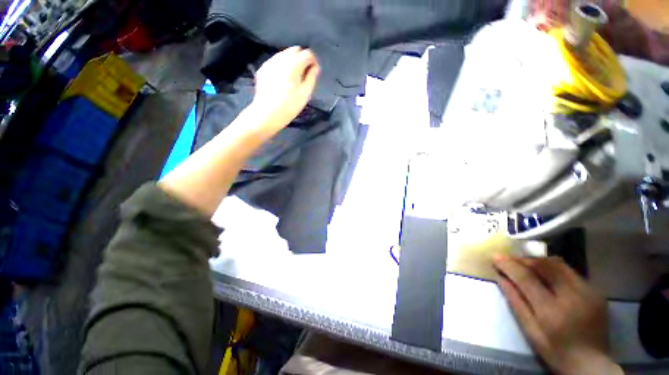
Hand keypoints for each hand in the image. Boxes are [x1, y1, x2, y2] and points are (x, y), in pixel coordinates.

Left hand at [250, 46, 319, 133]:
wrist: (267, 114)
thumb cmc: (289, 106)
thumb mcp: (305, 94)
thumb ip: (312, 77)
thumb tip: (315, 67)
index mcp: (293, 64)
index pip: (307, 53)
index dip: (313, 61)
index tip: (315, 72)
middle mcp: (281, 58)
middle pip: (295, 50)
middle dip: (302, 59)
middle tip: (305, 74)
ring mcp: (270, 62)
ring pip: (285, 54)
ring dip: (292, 61)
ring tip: (294, 78)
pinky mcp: (263, 68)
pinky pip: (276, 61)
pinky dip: (283, 65)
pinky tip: (283, 79)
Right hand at [493, 255, 622, 374]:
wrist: (592, 363)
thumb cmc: (556, 351)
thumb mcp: (531, 331)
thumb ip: (516, 302)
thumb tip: (501, 277)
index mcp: (552, 311)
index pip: (527, 278)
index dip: (509, 265)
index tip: (495, 257)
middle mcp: (573, 297)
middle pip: (545, 265)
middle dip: (524, 259)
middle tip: (510, 259)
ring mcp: (588, 292)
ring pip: (559, 264)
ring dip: (539, 261)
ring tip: (526, 265)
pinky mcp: (596, 291)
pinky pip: (570, 271)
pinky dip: (553, 269)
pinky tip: (546, 275)